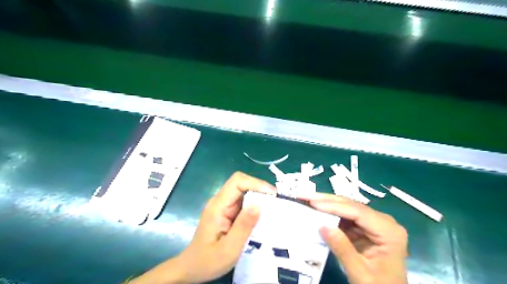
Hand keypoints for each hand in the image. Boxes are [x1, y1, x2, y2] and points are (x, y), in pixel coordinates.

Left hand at [129, 172, 274, 283]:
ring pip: (244, 191)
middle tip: (276, 202)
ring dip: (259, 197)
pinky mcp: (227, 212)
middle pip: (241, 183)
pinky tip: (263, 215)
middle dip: (260, 189)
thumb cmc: (208, 261)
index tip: (272, 195)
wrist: (191, 269)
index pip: (237, 181)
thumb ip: (243, 226)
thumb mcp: (229, 248)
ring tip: (273, 208)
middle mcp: (220, 201)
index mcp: (218, 206)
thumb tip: (259, 204)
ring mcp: (223, 206)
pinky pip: (243, 202)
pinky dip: (255, 205)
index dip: (256, 183)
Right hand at [300, 194, 406, 283]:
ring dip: (326, 205)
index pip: (358, 212)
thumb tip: (322, 226)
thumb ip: (342, 248)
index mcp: (389, 231)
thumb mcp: (360, 272)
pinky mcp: (365, 228)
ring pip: (347, 208)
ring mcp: (374, 223)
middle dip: (326, 200)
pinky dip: (330, 215)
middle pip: (352, 206)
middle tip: (304, 196)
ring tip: (307, 200)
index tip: (312, 203)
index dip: (333, 206)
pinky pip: (346, 217)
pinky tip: (317, 211)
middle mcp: (383, 222)